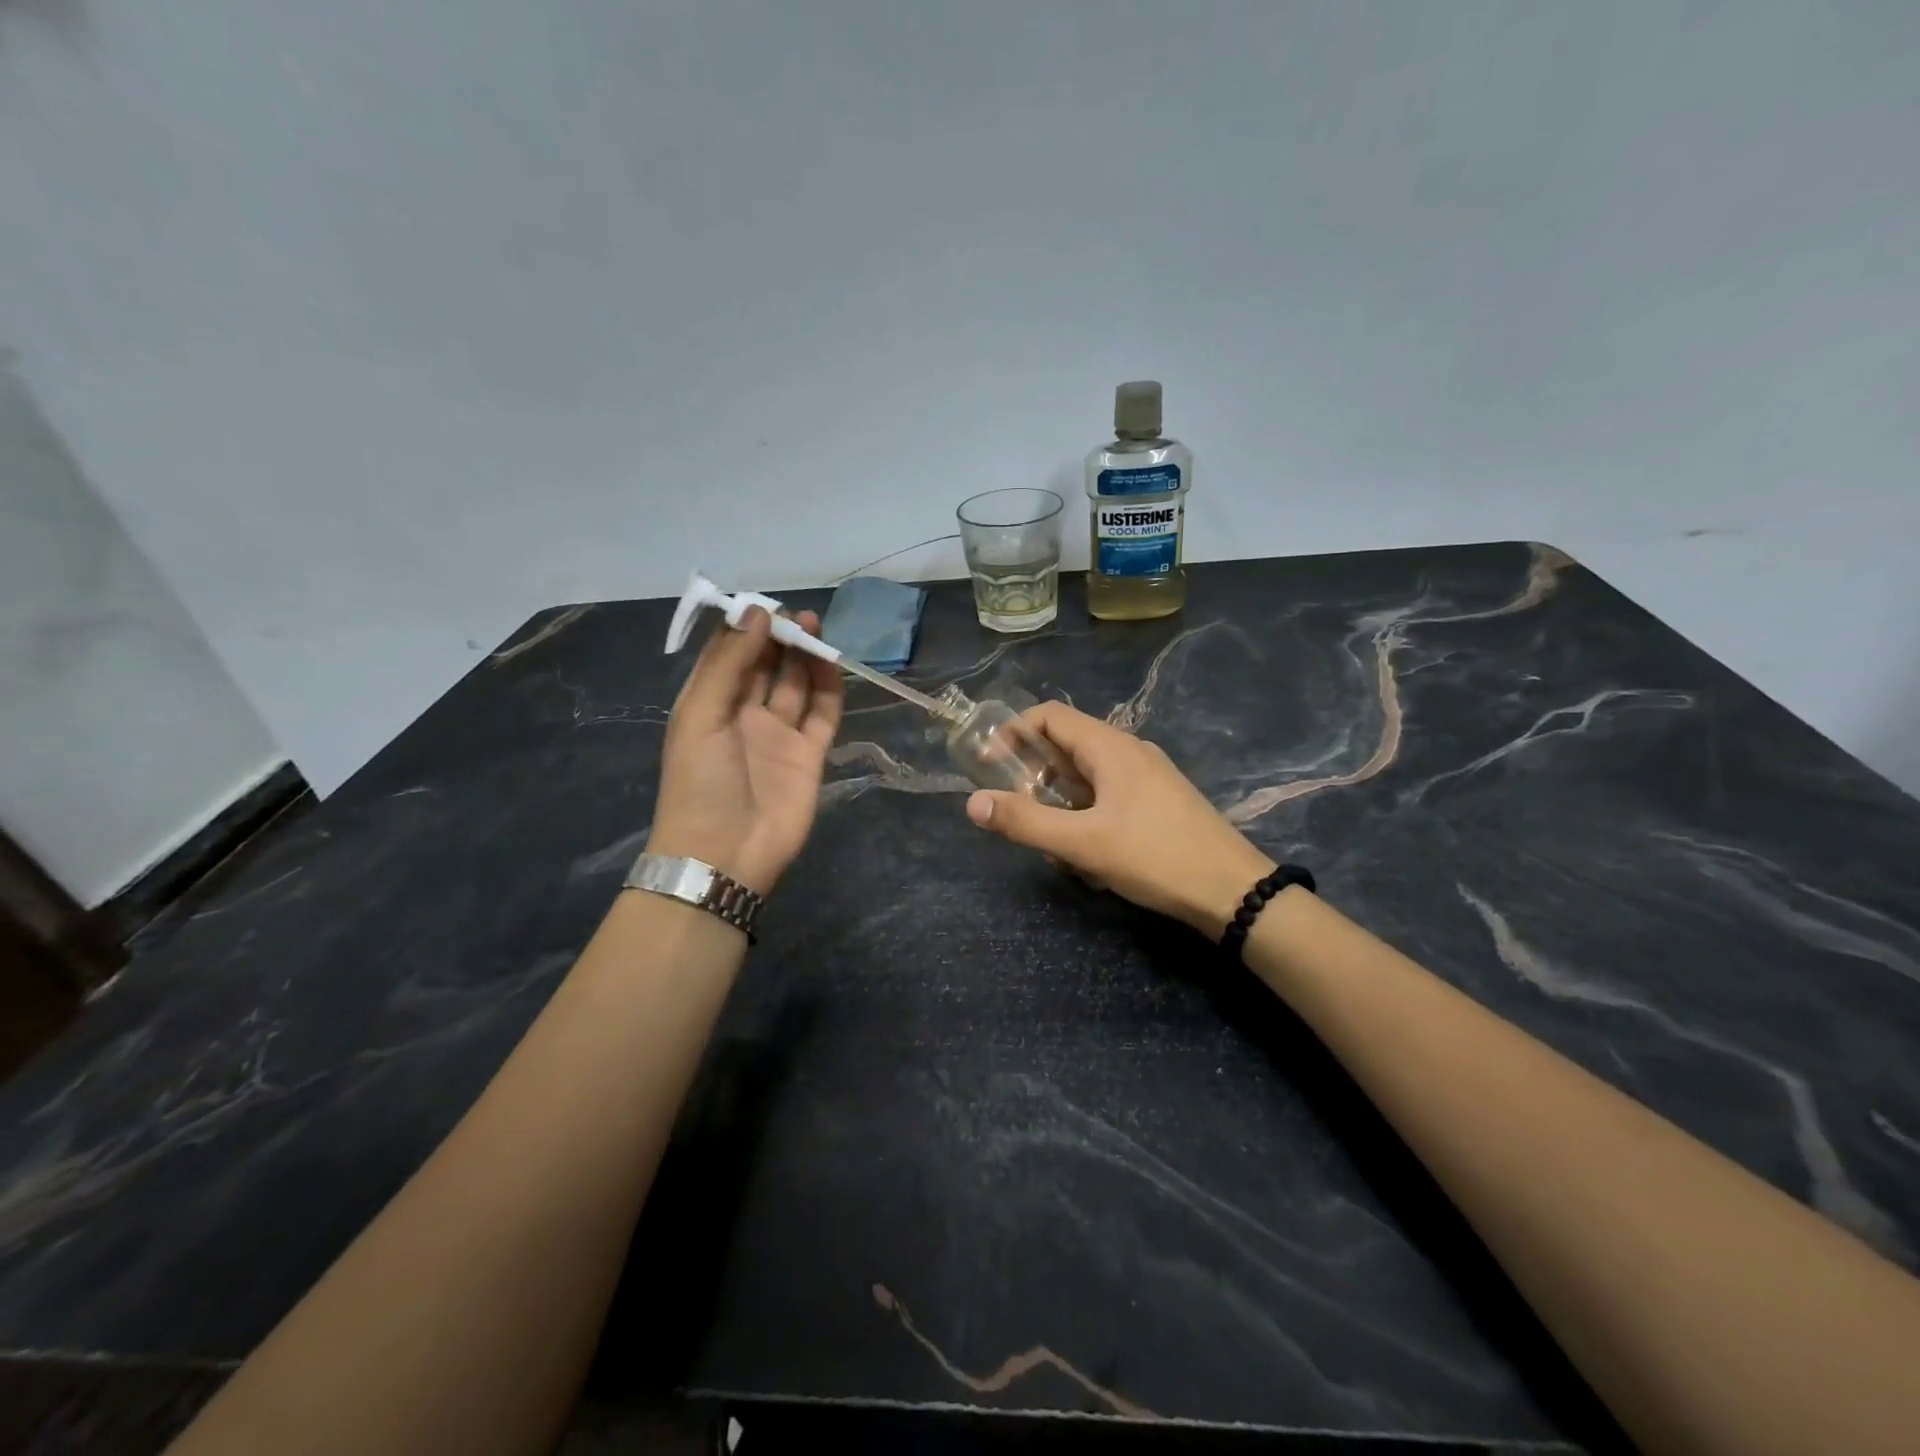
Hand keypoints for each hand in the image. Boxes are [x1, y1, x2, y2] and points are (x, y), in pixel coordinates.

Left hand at [648, 608, 843, 894]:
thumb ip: (730, 664)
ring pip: (796, 685)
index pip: (728, 655)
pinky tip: (832, 664)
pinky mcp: (809, 754)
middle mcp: (744, 715)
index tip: (766, 604)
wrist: (726, 853)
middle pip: (765, 666)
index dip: (746, 628)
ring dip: (805, 657)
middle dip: (780, 638)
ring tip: (817, 627)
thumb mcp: (701, 715)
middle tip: (800, 614)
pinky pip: (822, 714)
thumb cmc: (700, 781)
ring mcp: (778, 735)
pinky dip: (829, 689)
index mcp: (709, 703)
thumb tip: (758, 613)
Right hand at [964, 702, 1273, 935]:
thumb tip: (973, 803)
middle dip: (1034, 778)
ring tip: (1055, 849)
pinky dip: (1086, 817)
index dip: (1012, 732)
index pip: (1049, 715)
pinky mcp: (1158, 801)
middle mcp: (1128, 751)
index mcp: (1110, 747)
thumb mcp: (1083, 843)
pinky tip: (1089, 859)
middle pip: (1065, 746)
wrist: (1234, 892)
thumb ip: (1026, 822)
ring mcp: (1146, 776)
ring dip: (1060, 805)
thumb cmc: (1155, 858)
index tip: (988, 765)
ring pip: (1086, 777)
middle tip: (1019, 814)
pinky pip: (1107, 796)